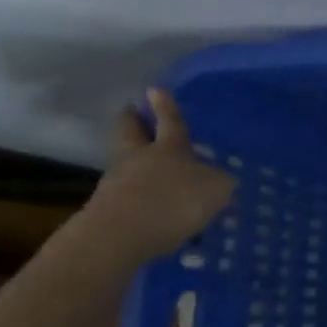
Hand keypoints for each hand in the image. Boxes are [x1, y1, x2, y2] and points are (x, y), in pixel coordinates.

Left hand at [78, 89, 235, 264]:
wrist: (119, 237)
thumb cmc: (173, 202)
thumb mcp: (216, 189)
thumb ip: (219, 181)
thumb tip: (217, 178)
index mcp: (169, 147)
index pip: (169, 121)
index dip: (165, 106)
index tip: (155, 89)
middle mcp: (139, 158)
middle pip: (130, 132)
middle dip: (134, 121)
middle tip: (133, 112)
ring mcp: (117, 182)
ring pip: (125, 161)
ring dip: (134, 159)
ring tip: (147, 165)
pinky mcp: (108, 209)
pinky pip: (125, 192)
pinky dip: (135, 192)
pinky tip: (149, 203)